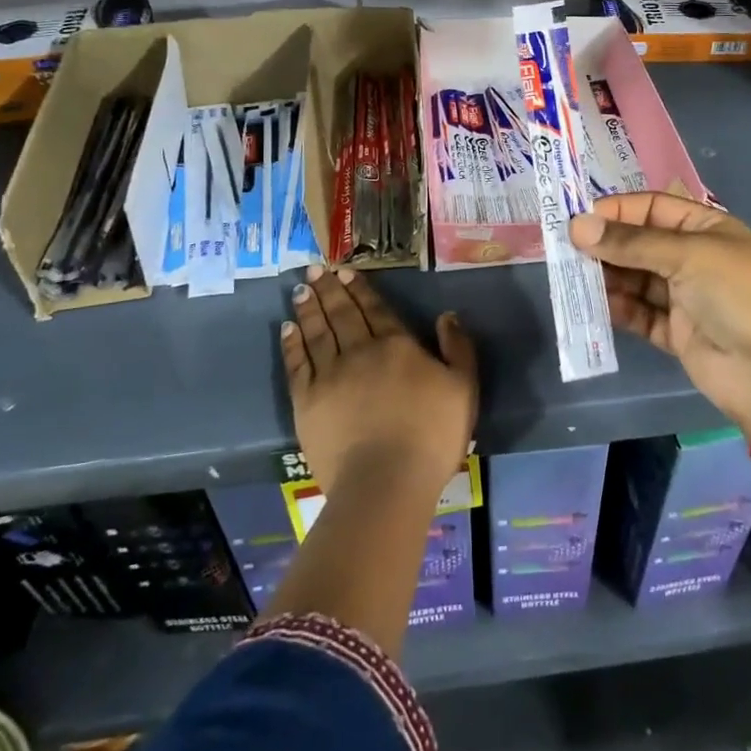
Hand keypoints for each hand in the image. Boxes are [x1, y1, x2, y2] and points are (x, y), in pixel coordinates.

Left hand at [280, 264, 477, 497]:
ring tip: (301, 289)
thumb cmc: (431, 436)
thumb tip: (447, 315)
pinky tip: (287, 329)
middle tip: (316, 268)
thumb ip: (458, 348)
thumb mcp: (464, 388)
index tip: (345, 271)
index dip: (360, 288)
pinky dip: (291, 344)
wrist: (386, 482)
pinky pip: (297, 365)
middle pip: (342, 314)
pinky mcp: (307, 403)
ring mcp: (329, 376)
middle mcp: (359, 351)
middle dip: (330, 289)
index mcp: (396, 345)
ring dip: (309, 309)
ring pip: (317, 333)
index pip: (374, 309)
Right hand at [569, 193, 750, 433]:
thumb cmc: (737, 295)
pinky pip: (640, 314)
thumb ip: (631, 243)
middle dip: (607, 246)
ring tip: (574, 279)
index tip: (579, 219)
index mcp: (706, 229)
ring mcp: (685, 297)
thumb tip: (577, 226)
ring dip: (608, 278)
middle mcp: (694, 258)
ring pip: (636, 279)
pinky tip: (597, 305)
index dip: (617, 211)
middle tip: (567, 252)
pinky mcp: (676, 332)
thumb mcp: (687, 255)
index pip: (653, 208)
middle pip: (640, 244)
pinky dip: (619, 309)